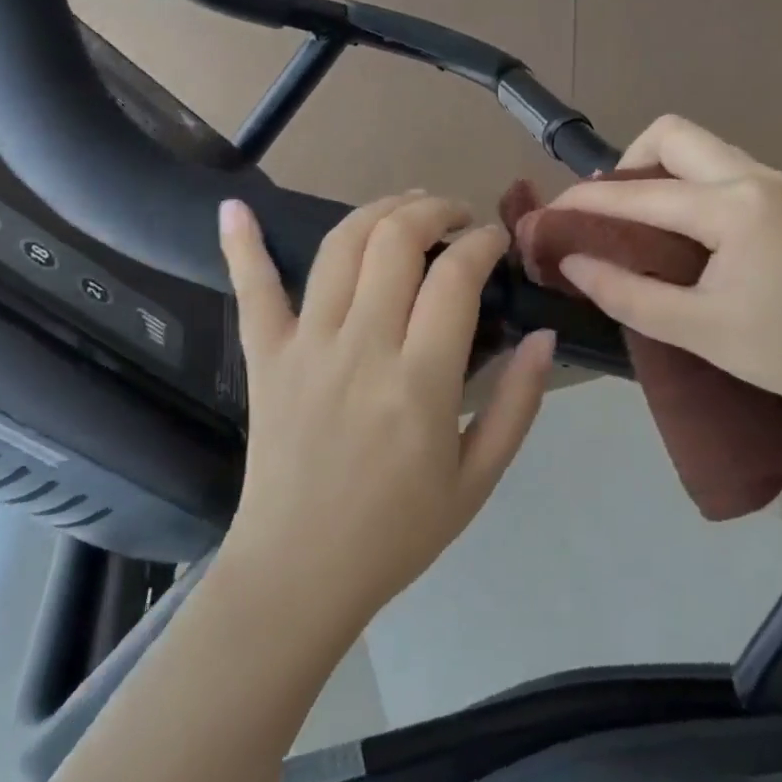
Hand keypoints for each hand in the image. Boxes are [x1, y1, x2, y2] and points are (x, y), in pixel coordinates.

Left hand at [216, 192, 555, 634]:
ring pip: (340, 248)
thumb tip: (544, 336)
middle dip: (434, 210)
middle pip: (396, 240)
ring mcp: (306, 346)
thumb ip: (518, 403)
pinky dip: (242, 245)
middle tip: (456, 218)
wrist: (298, 574)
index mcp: (420, 381)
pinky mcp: (265, 357)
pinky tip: (237, 208)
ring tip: (405, 208)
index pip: (455, 276)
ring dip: (377, 211)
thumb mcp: (478, 479)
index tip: (495, 240)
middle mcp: (362, 347)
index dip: (482, 242)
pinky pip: (252, 290)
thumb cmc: (397, 531)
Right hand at [552, 116, 781, 424]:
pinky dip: (688, 186)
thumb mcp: (698, 329)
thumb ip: (627, 292)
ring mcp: (778, 184)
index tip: (547, 216)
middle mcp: (755, 177)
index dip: (585, 203)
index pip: (639, 192)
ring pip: (701, 149)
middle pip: (672, 134)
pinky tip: (683, 234)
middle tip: (607, 215)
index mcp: (732, 206)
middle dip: (627, 164)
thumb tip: (572, 261)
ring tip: (637, 225)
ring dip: (659, 173)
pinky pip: (722, 170)